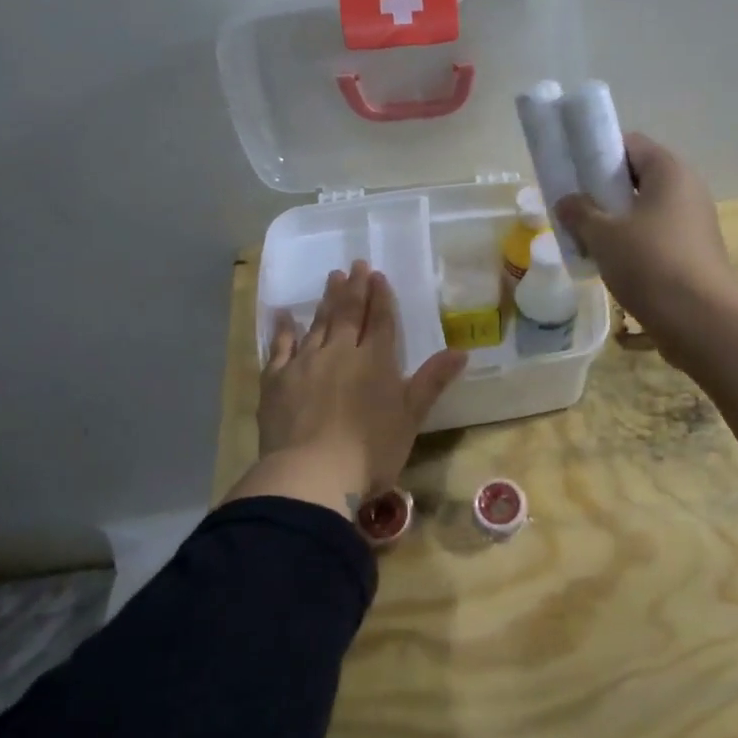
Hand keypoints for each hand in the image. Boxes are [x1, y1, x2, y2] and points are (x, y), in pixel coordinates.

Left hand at [234, 260, 466, 519]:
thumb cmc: (369, 451)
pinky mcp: (276, 380)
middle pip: (348, 314)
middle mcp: (339, 352)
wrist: (310, 474)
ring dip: (326, 300)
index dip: (380, 297)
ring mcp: (305, 363)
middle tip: (355, 263)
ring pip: (318, 323)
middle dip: (354, 288)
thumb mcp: (410, 418)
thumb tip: (462, 351)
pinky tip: (284, 315)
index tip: (378, 275)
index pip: (379, 321)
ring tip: (332, 278)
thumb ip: (432, 381)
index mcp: (374, 361)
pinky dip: (283, 329)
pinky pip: (280, 347)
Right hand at [555, 133, 737, 363]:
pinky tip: (610, 263)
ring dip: (615, 221)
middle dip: (603, 191)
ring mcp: (693, 222)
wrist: (702, 321)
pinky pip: (655, 236)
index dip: (598, 154)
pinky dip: (632, 243)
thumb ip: (579, 212)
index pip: (630, 144)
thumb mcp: (603, 235)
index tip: (573, 174)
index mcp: (669, 171)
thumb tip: (567, 201)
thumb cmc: (651, 264)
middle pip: (637, 177)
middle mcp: (687, 189)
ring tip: (586, 239)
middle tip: (574, 209)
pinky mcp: (693, 252)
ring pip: (645, 210)